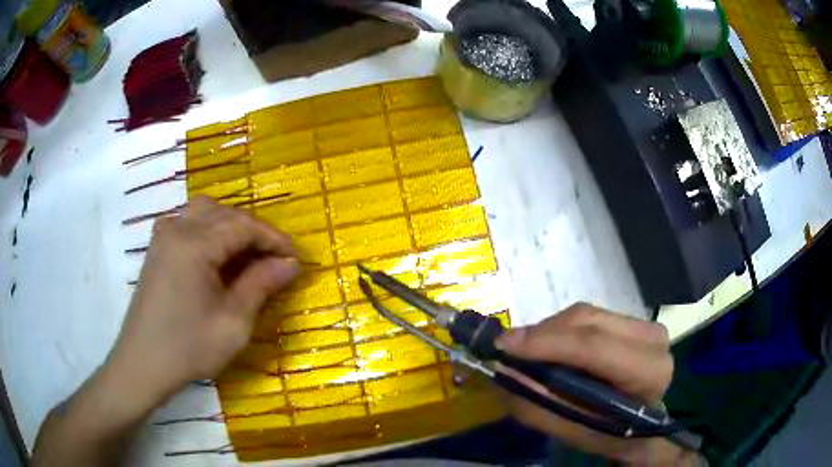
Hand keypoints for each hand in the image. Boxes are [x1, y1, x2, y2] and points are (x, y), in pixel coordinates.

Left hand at [31, 197, 300, 465]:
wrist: (143, 364)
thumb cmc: (188, 347)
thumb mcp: (233, 322)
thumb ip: (261, 285)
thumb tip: (291, 264)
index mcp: (194, 243)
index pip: (243, 226)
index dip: (274, 239)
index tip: (296, 259)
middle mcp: (177, 227)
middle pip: (224, 213)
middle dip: (254, 232)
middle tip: (274, 259)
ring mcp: (163, 236)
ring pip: (205, 213)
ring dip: (231, 228)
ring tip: (248, 256)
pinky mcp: (157, 248)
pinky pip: (188, 224)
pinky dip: (210, 232)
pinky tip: (218, 258)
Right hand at [495, 303, 697, 464]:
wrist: (641, 424)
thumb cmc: (609, 434)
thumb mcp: (572, 430)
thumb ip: (539, 404)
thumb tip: (503, 370)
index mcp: (647, 372)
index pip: (595, 347)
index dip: (547, 343)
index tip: (503, 345)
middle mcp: (652, 339)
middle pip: (588, 322)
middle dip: (543, 334)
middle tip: (507, 349)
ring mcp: (645, 324)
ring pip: (586, 313)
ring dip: (550, 331)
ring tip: (526, 352)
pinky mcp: (634, 320)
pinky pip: (589, 315)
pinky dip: (562, 329)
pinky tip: (549, 347)